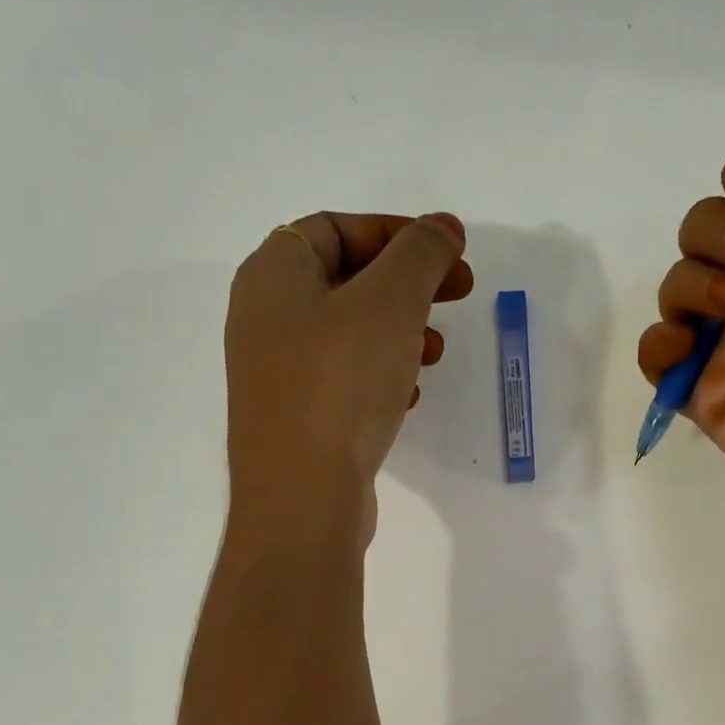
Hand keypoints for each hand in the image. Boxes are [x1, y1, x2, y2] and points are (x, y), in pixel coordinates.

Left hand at [225, 211, 471, 543]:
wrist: (303, 497)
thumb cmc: (341, 384)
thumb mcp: (390, 302)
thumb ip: (420, 254)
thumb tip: (443, 227)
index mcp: (273, 274)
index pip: (336, 227)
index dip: (397, 232)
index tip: (449, 252)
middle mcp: (265, 318)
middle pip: (345, 279)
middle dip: (407, 284)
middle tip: (459, 293)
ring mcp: (277, 372)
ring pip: (348, 333)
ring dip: (399, 331)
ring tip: (436, 350)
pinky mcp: (297, 418)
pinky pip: (344, 378)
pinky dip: (381, 374)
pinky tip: (410, 394)